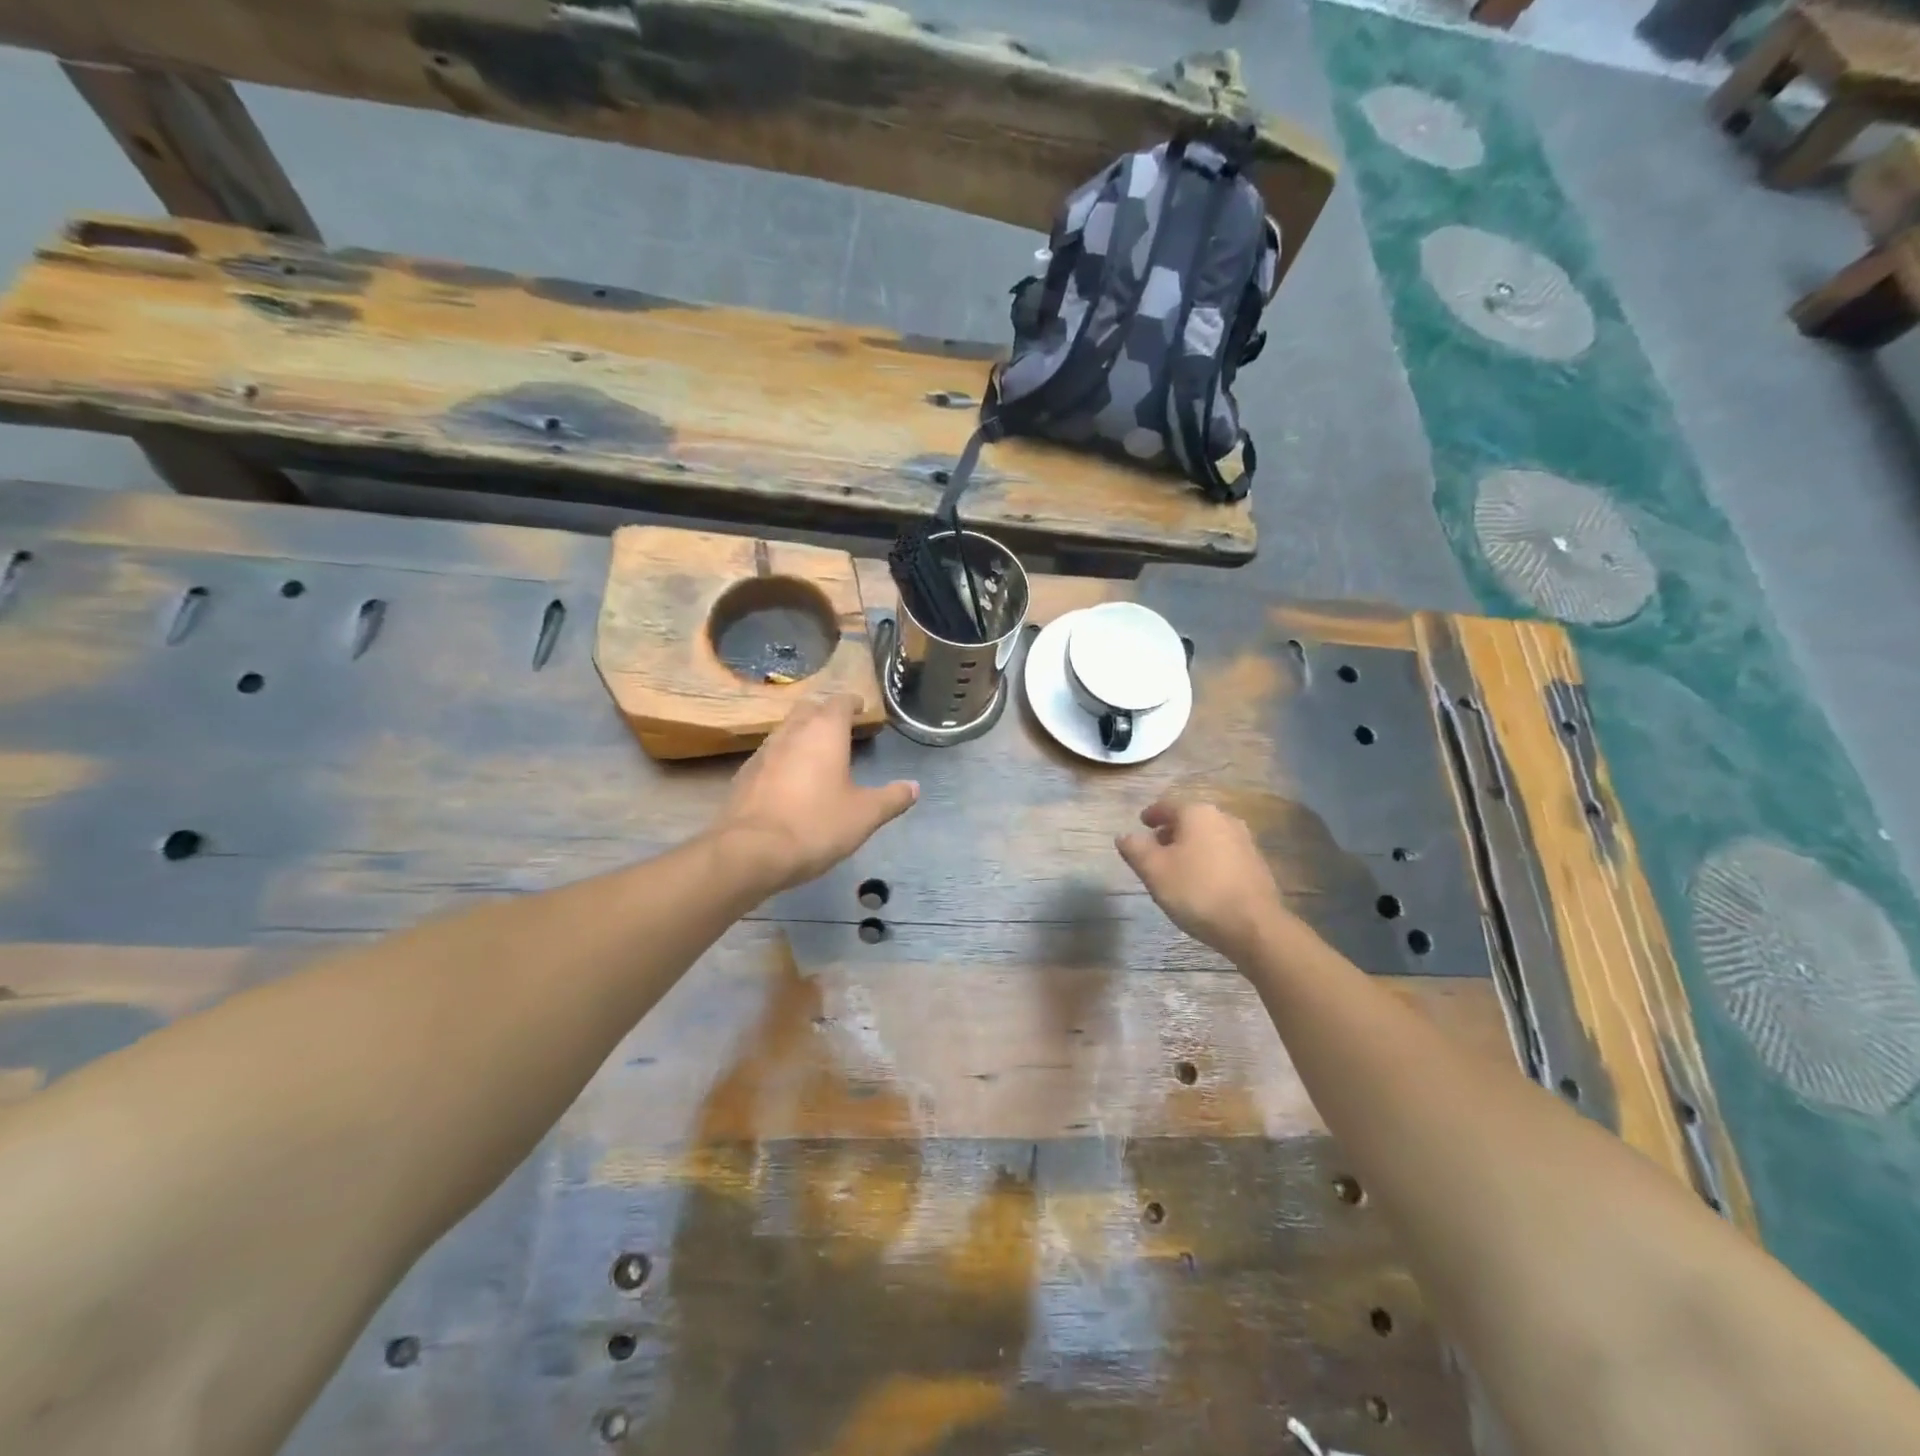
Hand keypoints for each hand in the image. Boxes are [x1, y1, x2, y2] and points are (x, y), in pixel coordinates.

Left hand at [712, 695, 917, 894]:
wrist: (750, 852)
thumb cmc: (816, 825)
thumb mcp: (864, 815)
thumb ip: (891, 798)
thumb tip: (913, 787)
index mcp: (824, 732)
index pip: (839, 702)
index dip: (852, 703)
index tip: (861, 708)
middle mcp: (791, 732)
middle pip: (808, 709)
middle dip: (825, 713)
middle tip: (840, 728)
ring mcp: (763, 752)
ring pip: (786, 731)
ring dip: (802, 736)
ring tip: (817, 754)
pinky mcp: (744, 775)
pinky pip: (769, 756)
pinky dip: (784, 760)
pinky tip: (790, 782)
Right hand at [1116, 798, 1289, 962]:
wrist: (1254, 926)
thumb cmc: (1197, 891)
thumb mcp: (1154, 870)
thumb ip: (1135, 849)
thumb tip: (1124, 836)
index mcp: (1197, 813)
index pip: (1167, 805)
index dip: (1151, 814)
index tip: (1141, 824)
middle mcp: (1224, 819)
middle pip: (1190, 820)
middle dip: (1171, 831)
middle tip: (1155, 848)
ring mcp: (1245, 841)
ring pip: (1208, 836)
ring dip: (1190, 846)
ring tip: (1176, 867)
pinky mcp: (1257, 864)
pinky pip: (1223, 854)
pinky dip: (1208, 860)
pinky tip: (1201, 881)